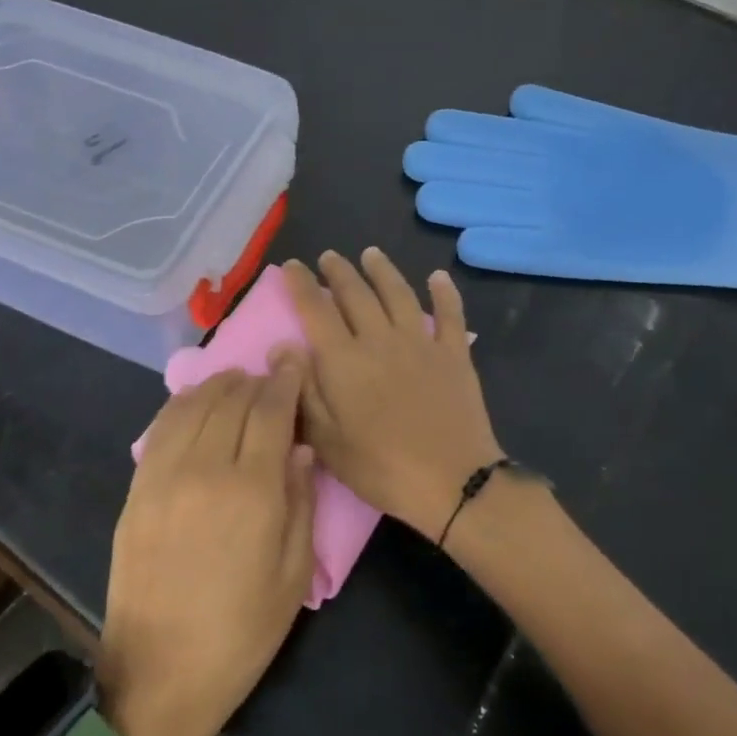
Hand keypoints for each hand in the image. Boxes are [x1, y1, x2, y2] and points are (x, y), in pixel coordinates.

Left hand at [100, 364, 316, 735]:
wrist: (159, 673)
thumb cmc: (241, 631)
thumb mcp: (293, 574)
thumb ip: (300, 502)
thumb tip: (299, 449)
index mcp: (252, 489)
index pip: (271, 410)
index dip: (285, 380)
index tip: (294, 361)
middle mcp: (205, 468)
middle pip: (232, 399)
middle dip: (256, 380)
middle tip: (272, 379)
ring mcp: (163, 474)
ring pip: (194, 404)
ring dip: (220, 385)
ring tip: (237, 385)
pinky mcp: (137, 487)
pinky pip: (162, 427)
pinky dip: (184, 404)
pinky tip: (197, 404)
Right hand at [283, 250, 503, 541]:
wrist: (451, 480)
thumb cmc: (380, 467)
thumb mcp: (326, 440)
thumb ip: (303, 390)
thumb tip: (282, 345)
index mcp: (344, 360)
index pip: (315, 310)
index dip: (300, 285)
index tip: (292, 266)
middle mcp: (379, 339)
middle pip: (355, 294)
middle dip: (338, 272)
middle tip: (329, 257)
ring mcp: (420, 343)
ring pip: (398, 294)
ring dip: (383, 271)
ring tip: (371, 254)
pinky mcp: (454, 354)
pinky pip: (449, 314)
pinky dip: (444, 293)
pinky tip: (438, 277)